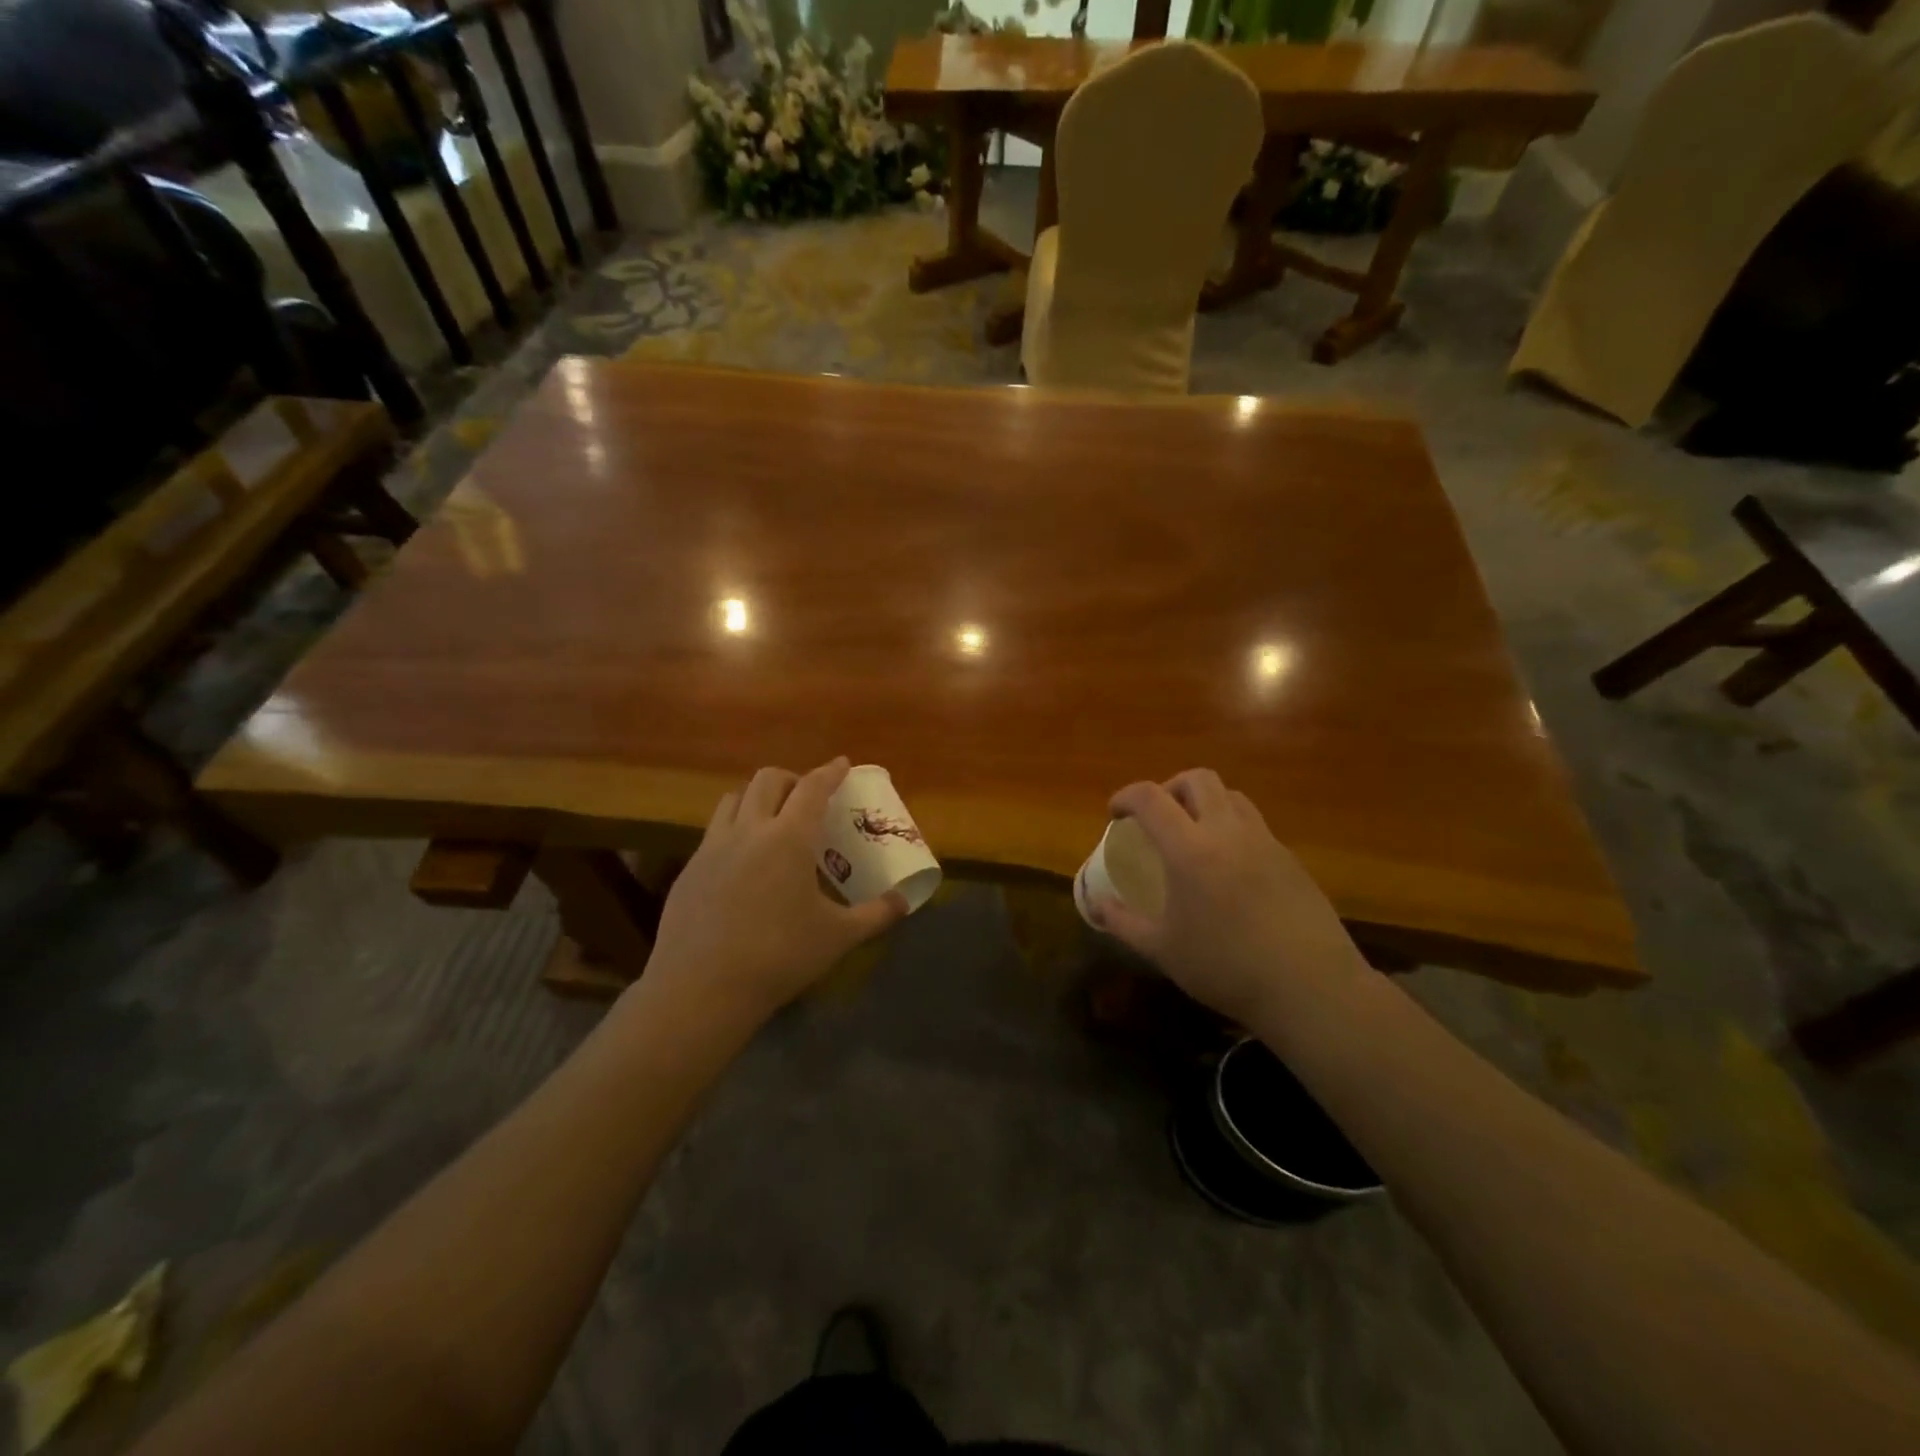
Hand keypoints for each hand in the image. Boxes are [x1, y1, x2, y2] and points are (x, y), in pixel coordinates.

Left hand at [643, 758, 907, 1029]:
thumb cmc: (779, 957)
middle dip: (792, 779)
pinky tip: (743, 861)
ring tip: (772, 820)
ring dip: (757, 797)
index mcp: (789, 838)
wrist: (701, 988)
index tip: (842, 764)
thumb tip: (904, 901)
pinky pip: (714, 831)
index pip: (813, 788)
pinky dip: (735, 828)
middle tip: (808, 798)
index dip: (831, 772)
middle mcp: (749, 830)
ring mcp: (713, 847)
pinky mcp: (689, 869)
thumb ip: (876, 914)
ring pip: (733, 799)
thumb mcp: (838, 937)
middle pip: (768, 780)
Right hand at [1087, 769, 1368, 1027]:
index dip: (1126, 796)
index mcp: (1190, 849)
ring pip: (1232, 796)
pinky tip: (1230, 868)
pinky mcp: (1291, 860)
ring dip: (1205, 803)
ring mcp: (1265, 842)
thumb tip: (1096, 905)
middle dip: (1170, 787)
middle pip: (1198, 780)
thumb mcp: (1163, 949)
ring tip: (1194, 835)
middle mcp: (1228, 832)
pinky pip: (1256, 825)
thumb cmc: (1226, 968)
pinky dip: (1233, 829)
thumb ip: (1123, 922)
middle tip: (1157, 817)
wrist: (1310, 987)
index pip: (1151, 798)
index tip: (1115, 813)